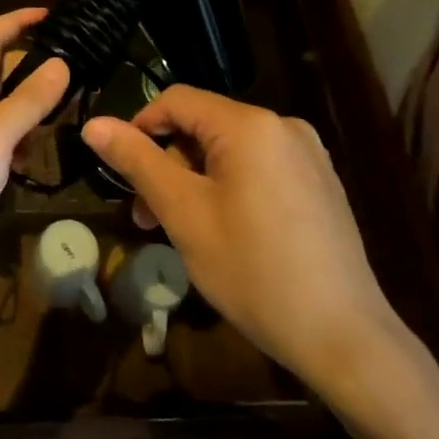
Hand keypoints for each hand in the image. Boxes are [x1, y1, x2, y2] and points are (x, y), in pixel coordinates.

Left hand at [0, 9, 68, 313]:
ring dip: (33, 106)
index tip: (53, 16)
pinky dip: (23, 146)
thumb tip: (60, 62)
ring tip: (72, 110)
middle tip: (78, 69)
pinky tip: (42, 159)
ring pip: (3, 111)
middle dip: (34, 63)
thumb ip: (27, 101)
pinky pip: (1, 148)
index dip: (17, 20)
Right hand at [82, 87, 400, 382]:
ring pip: (230, 151)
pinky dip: (228, 188)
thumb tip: (93, 124)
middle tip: (146, 216)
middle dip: (167, 162)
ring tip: (181, 230)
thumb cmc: (254, 271)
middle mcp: (283, 127)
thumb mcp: (184, 214)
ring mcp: (308, 155)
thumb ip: (138, 162)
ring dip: (195, 179)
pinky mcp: (320, 184)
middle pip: (205, 126)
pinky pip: (259, 169)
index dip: (139, 127)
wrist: (345, 338)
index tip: (120, 171)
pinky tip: (224, 232)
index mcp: (250, 125)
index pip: (177, 100)